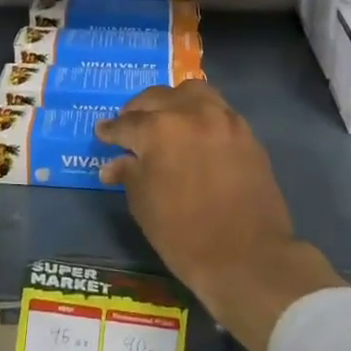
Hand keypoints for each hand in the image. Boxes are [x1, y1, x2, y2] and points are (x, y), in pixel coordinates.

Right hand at [97, 81, 342, 350]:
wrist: (247, 257)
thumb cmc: (184, 235)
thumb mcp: (143, 205)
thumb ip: (128, 174)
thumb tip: (114, 164)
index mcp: (159, 130)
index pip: (126, 124)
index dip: (110, 131)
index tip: (102, 133)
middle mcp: (191, 113)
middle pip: (158, 98)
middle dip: (138, 110)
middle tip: (129, 125)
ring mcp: (224, 120)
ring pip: (192, 92)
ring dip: (174, 101)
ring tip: (166, 118)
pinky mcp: (246, 133)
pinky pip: (218, 110)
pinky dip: (201, 114)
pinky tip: (195, 132)